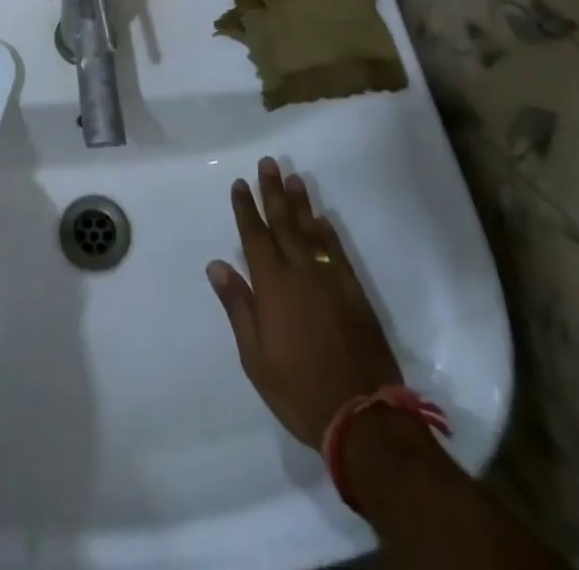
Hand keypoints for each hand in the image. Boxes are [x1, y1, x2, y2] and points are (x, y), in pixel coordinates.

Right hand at [207, 156, 402, 446]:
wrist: (362, 417)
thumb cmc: (298, 388)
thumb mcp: (255, 356)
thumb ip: (237, 305)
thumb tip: (216, 265)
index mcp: (272, 285)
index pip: (254, 235)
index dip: (246, 208)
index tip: (240, 182)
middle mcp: (300, 272)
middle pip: (284, 223)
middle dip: (273, 191)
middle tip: (268, 163)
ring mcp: (330, 280)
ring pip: (311, 231)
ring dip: (301, 203)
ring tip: (294, 177)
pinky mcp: (354, 293)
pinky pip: (337, 252)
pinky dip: (328, 233)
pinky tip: (322, 219)